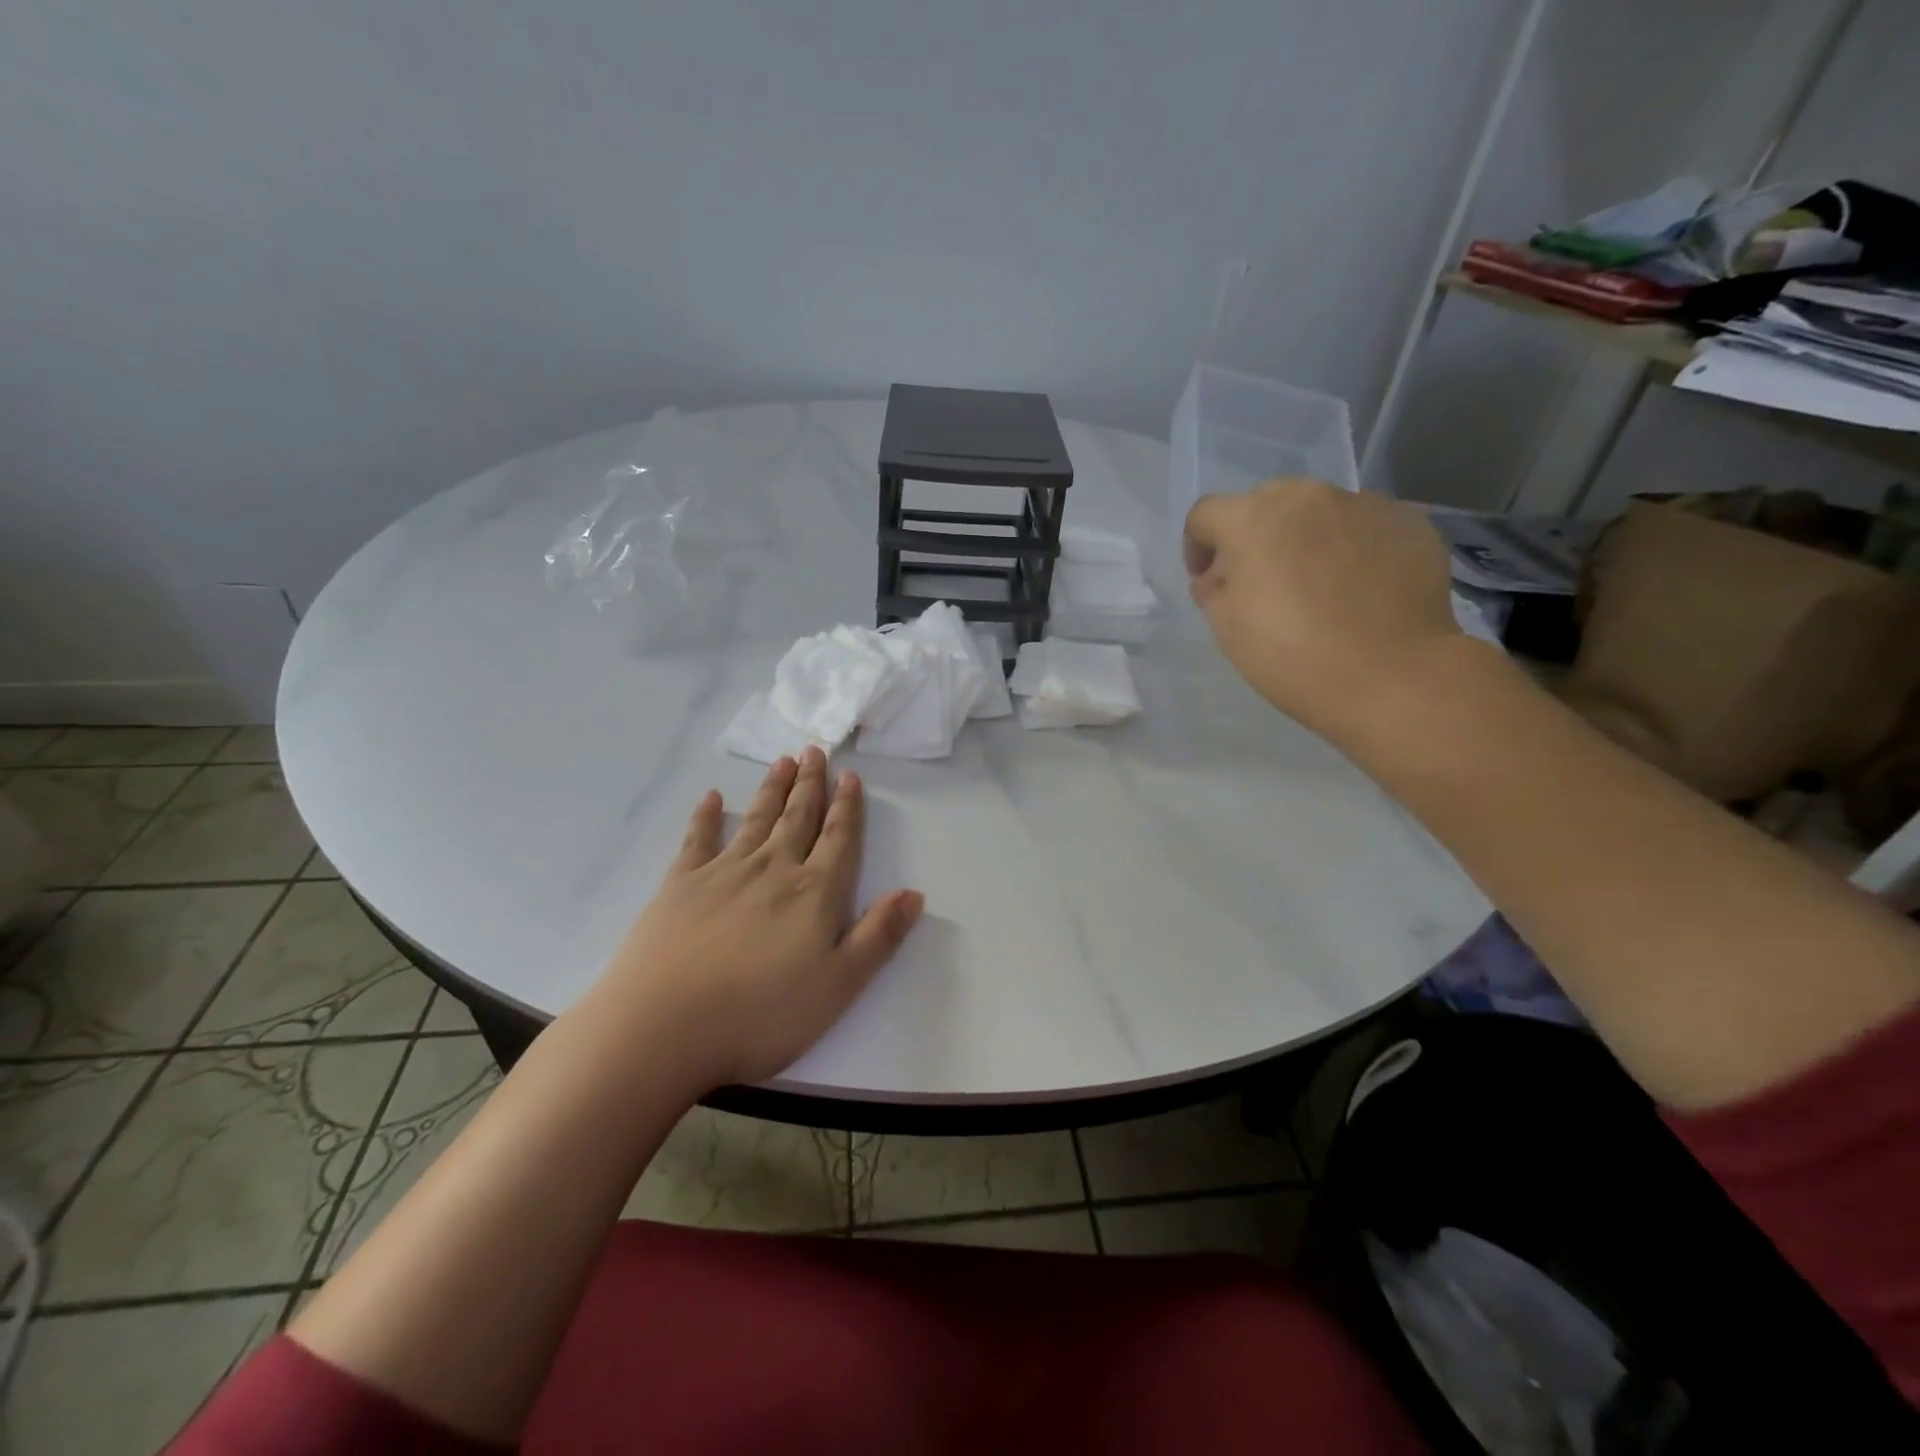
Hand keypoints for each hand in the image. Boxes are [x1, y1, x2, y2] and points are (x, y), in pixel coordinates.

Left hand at [585, 747, 923, 1090]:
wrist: (663, 1027)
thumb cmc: (761, 1014)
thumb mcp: (838, 986)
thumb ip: (878, 936)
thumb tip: (913, 893)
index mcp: (814, 893)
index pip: (838, 839)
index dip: (847, 807)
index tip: (850, 776)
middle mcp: (772, 869)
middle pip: (797, 818)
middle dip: (810, 785)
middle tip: (814, 751)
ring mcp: (723, 872)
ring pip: (756, 820)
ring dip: (772, 790)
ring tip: (782, 762)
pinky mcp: (680, 885)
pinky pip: (698, 839)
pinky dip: (706, 816)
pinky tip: (713, 798)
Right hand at [1183, 479, 1462, 741]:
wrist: (1390, 676)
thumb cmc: (1291, 654)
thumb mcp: (1227, 628)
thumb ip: (1213, 590)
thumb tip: (1217, 578)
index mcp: (1253, 519)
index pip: (1206, 514)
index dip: (1197, 546)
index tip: (1207, 582)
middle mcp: (1308, 497)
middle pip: (1266, 502)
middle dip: (1255, 536)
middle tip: (1261, 581)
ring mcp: (1364, 505)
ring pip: (1319, 512)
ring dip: (1305, 539)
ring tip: (1317, 585)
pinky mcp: (1409, 523)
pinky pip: (1364, 527)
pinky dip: (1352, 549)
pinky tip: (1359, 589)